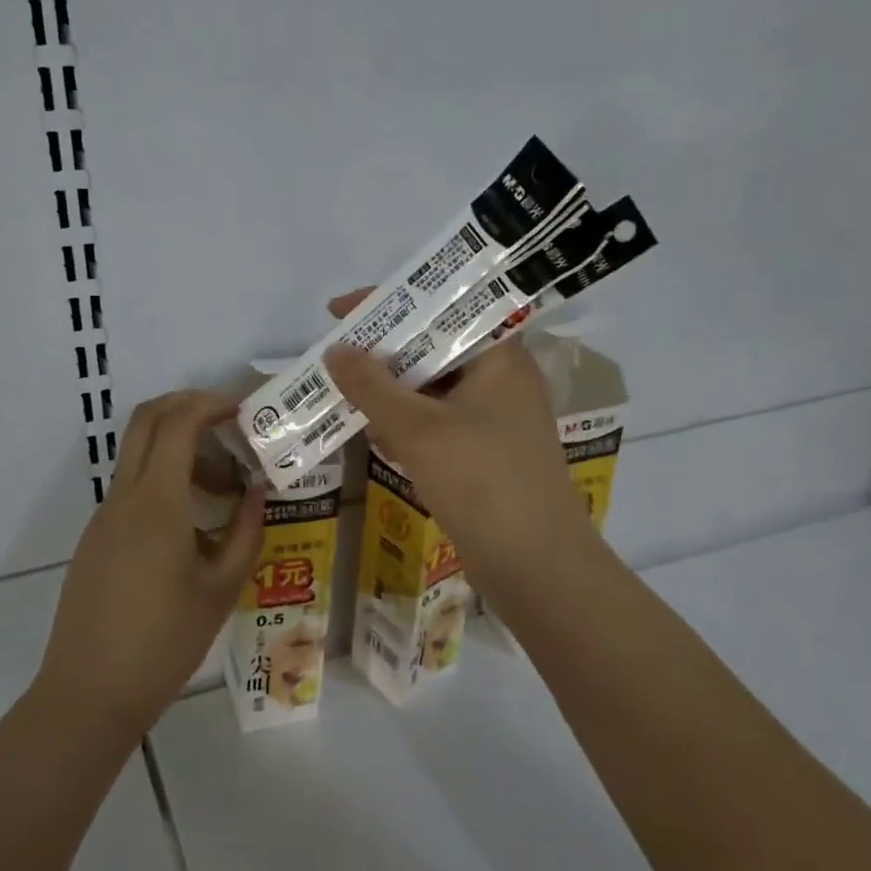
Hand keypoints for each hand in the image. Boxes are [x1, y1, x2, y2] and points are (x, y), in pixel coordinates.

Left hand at [35, 390, 265, 739]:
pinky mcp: (96, 538)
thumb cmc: (165, 643)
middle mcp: (123, 497)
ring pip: (138, 455)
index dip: (211, 404)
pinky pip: (131, 489)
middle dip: (187, 406)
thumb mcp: (222, 588)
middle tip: (230, 422)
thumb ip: (246, 530)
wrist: (90, 693)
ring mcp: (103, 517)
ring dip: (179, 450)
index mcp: (156, 503)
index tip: (245, 408)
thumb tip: (258, 487)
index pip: (179, 423)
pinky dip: (163, 482)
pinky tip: (193, 526)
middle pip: (146, 420)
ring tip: (224, 490)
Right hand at [321, 290, 604, 619]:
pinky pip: (436, 424)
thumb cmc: (481, 482)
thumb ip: (371, 386)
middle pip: (435, 348)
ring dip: (390, 390)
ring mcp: (494, 421)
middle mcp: (502, 381)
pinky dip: (405, 423)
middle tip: (336, 354)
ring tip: (342, 390)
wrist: (534, 566)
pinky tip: (372, 433)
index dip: (391, 305)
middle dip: (383, 351)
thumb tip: (336, 351)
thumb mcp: (417, 428)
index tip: (341, 311)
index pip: (443, 309)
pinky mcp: (483, 456)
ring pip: (432, 390)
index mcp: (500, 358)